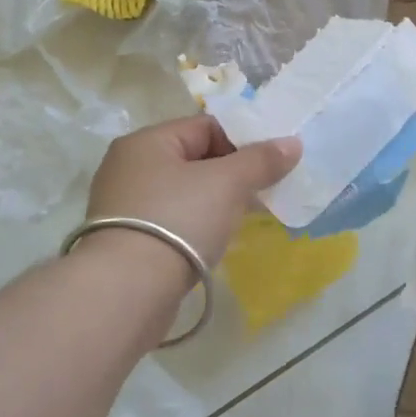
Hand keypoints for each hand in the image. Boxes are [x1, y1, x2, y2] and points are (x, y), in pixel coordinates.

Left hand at [83, 115, 301, 270]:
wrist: (127, 290)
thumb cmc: (178, 220)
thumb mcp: (227, 183)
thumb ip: (260, 160)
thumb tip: (292, 143)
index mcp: (146, 142)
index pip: (204, 126)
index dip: (242, 141)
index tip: (270, 165)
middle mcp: (128, 167)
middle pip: (193, 159)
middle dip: (231, 174)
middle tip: (263, 192)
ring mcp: (123, 206)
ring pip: (183, 193)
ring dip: (215, 202)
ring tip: (244, 218)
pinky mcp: (126, 240)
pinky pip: (172, 221)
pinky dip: (195, 225)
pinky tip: (214, 241)